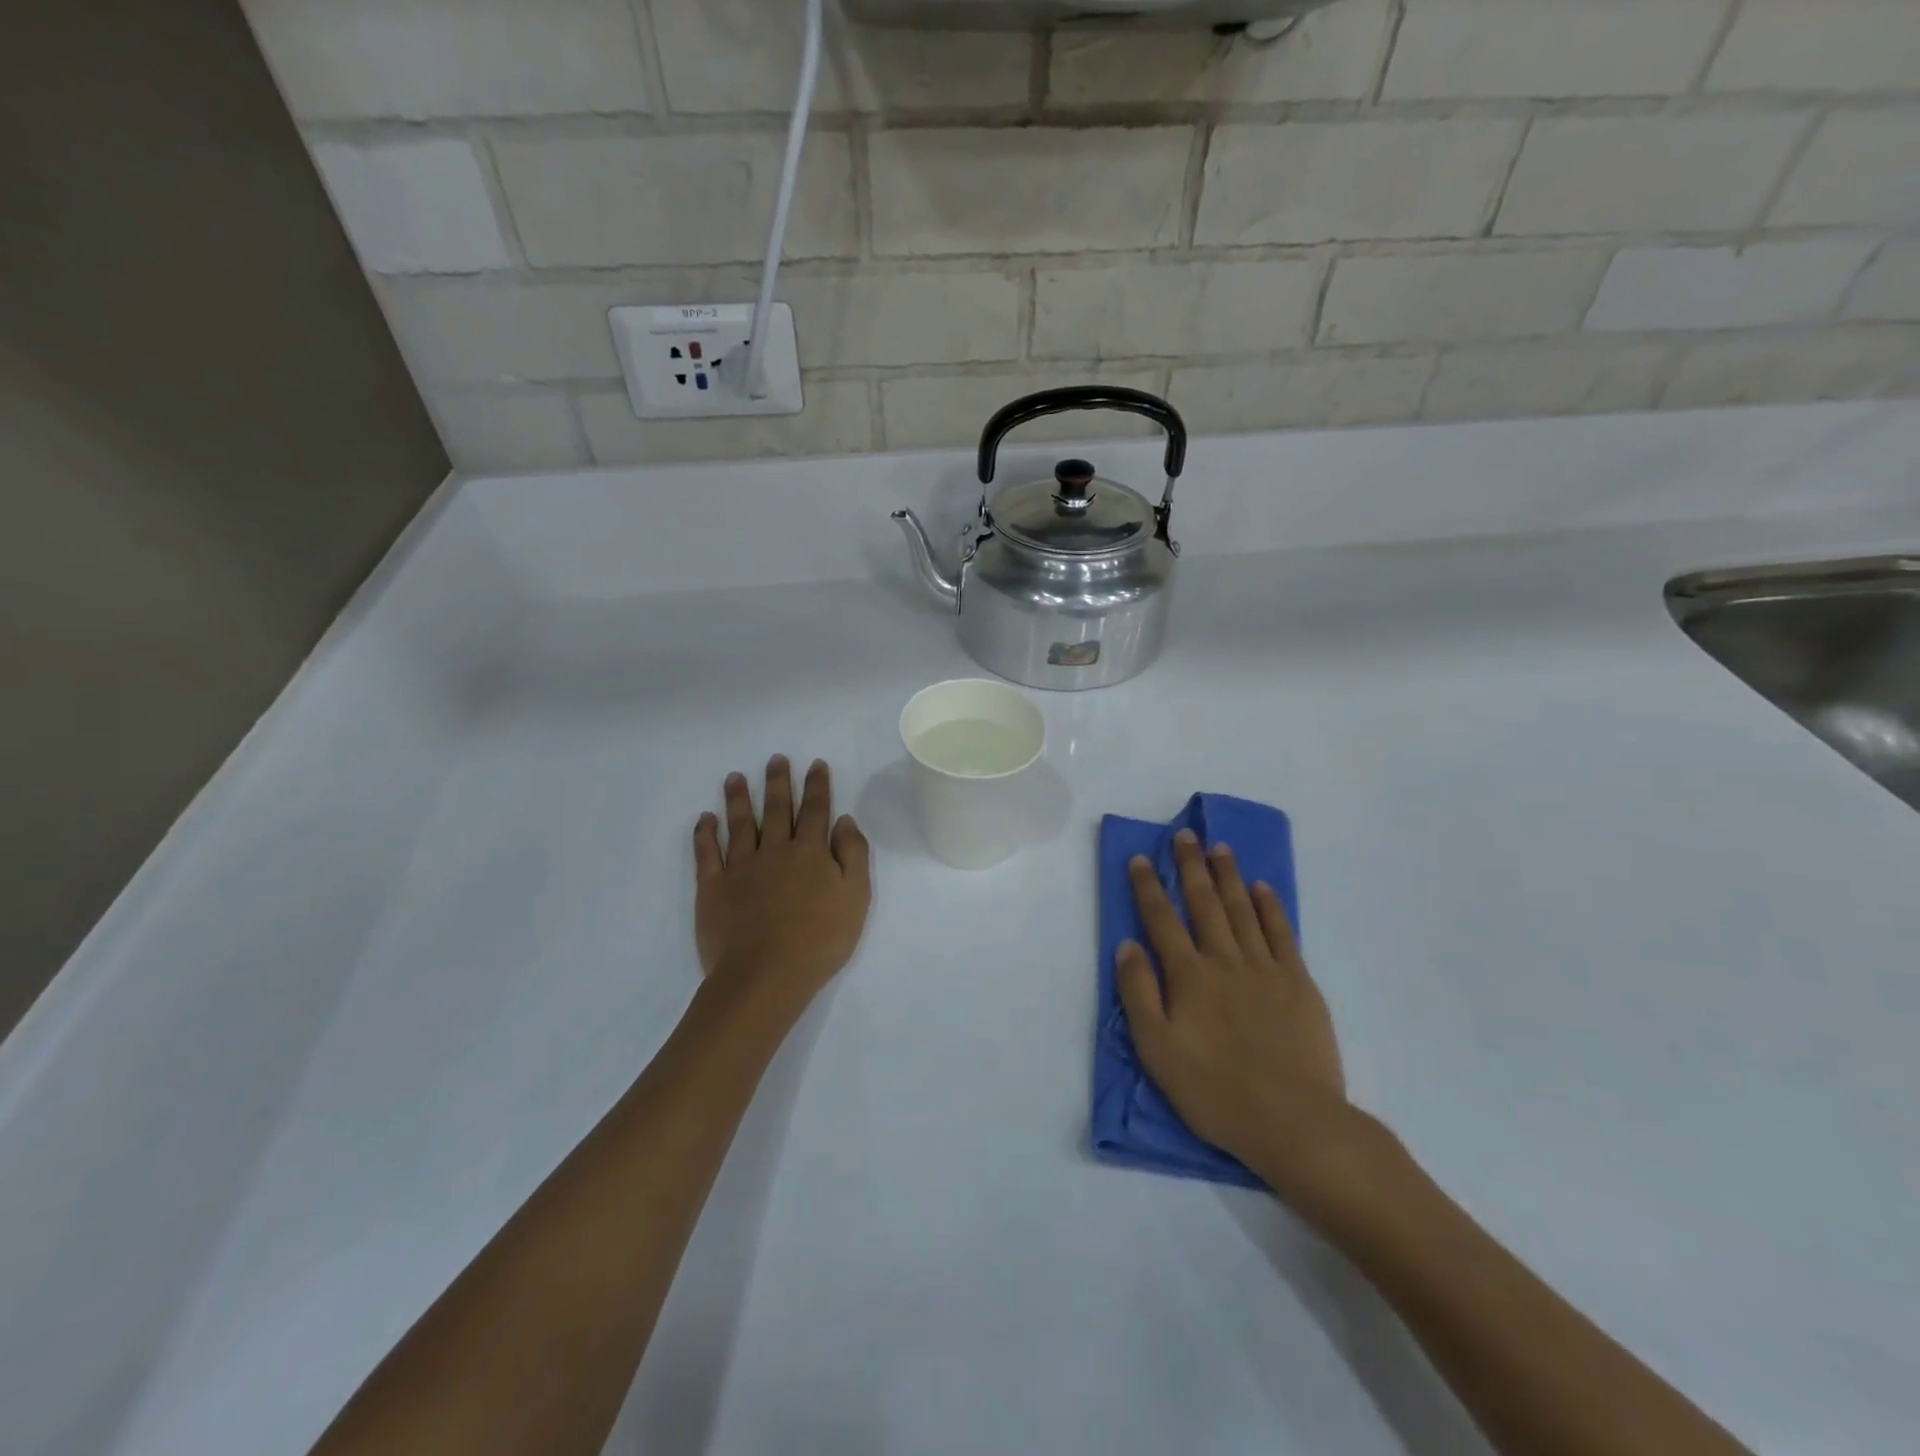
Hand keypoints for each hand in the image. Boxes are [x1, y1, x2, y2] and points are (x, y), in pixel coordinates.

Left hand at [693, 757, 871, 1023]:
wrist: (765, 975)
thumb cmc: (819, 940)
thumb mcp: (856, 897)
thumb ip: (853, 854)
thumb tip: (844, 821)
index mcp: (810, 852)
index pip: (815, 810)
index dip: (817, 786)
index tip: (815, 764)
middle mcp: (774, 850)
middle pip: (776, 809)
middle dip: (778, 782)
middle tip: (776, 759)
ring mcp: (740, 867)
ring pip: (740, 824)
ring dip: (738, 798)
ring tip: (735, 777)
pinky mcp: (713, 887)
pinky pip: (707, 853)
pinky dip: (705, 834)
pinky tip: (705, 819)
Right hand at [1117, 830, 1374, 1194]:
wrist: (1295, 1121)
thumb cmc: (1216, 1091)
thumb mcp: (1157, 1050)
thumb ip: (1138, 993)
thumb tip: (1127, 945)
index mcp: (1188, 976)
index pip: (1161, 919)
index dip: (1149, 887)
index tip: (1142, 857)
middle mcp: (1224, 960)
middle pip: (1204, 903)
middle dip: (1191, 866)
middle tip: (1185, 835)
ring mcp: (1265, 968)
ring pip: (1242, 910)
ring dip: (1228, 876)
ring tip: (1220, 847)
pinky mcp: (1299, 983)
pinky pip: (1281, 933)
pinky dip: (1270, 907)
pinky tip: (1262, 888)